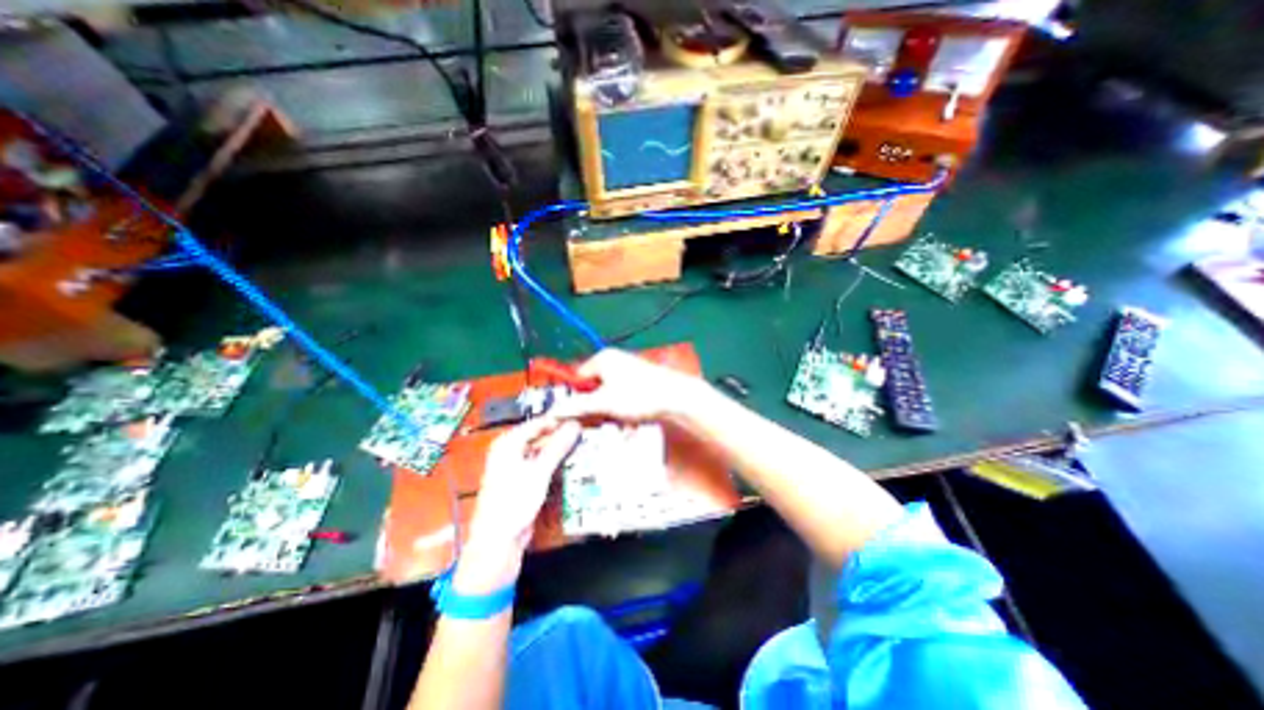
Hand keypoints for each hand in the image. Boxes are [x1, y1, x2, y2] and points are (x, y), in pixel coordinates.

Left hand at [463, 422, 585, 587]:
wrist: (498, 541)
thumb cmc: (514, 501)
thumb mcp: (539, 471)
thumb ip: (558, 446)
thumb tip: (575, 425)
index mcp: (508, 443)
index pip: (538, 423)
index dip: (559, 420)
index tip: (582, 419)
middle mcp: (510, 451)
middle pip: (540, 436)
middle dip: (561, 435)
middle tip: (585, 433)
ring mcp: (516, 466)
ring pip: (542, 451)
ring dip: (560, 449)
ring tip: (583, 445)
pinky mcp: (523, 481)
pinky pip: (541, 464)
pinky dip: (554, 462)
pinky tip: (571, 463)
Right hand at [553, 348, 710, 423]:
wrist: (677, 397)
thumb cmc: (638, 395)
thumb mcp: (604, 403)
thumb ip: (578, 407)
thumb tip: (553, 411)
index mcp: (603, 359)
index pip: (577, 377)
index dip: (575, 398)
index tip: (576, 416)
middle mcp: (615, 361)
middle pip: (594, 389)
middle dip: (597, 410)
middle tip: (600, 424)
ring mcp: (629, 372)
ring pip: (611, 398)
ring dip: (613, 416)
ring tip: (620, 427)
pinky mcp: (641, 382)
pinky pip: (625, 400)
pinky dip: (626, 414)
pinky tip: (631, 427)